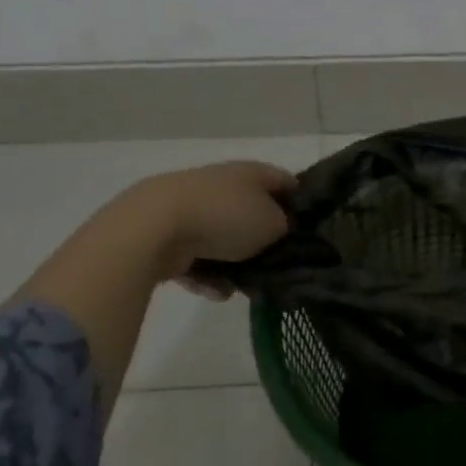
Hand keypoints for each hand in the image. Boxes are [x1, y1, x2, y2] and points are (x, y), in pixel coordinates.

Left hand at [131, 161, 295, 280]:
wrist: (154, 228)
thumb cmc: (225, 217)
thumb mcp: (273, 223)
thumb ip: (285, 226)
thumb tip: (280, 229)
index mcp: (249, 172)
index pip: (284, 181)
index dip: (300, 202)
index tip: (310, 228)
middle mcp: (221, 184)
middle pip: (251, 212)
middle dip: (264, 240)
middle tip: (278, 264)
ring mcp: (191, 208)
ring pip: (223, 239)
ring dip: (235, 264)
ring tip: (245, 287)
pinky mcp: (167, 234)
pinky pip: (196, 258)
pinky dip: (207, 275)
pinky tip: (217, 292)